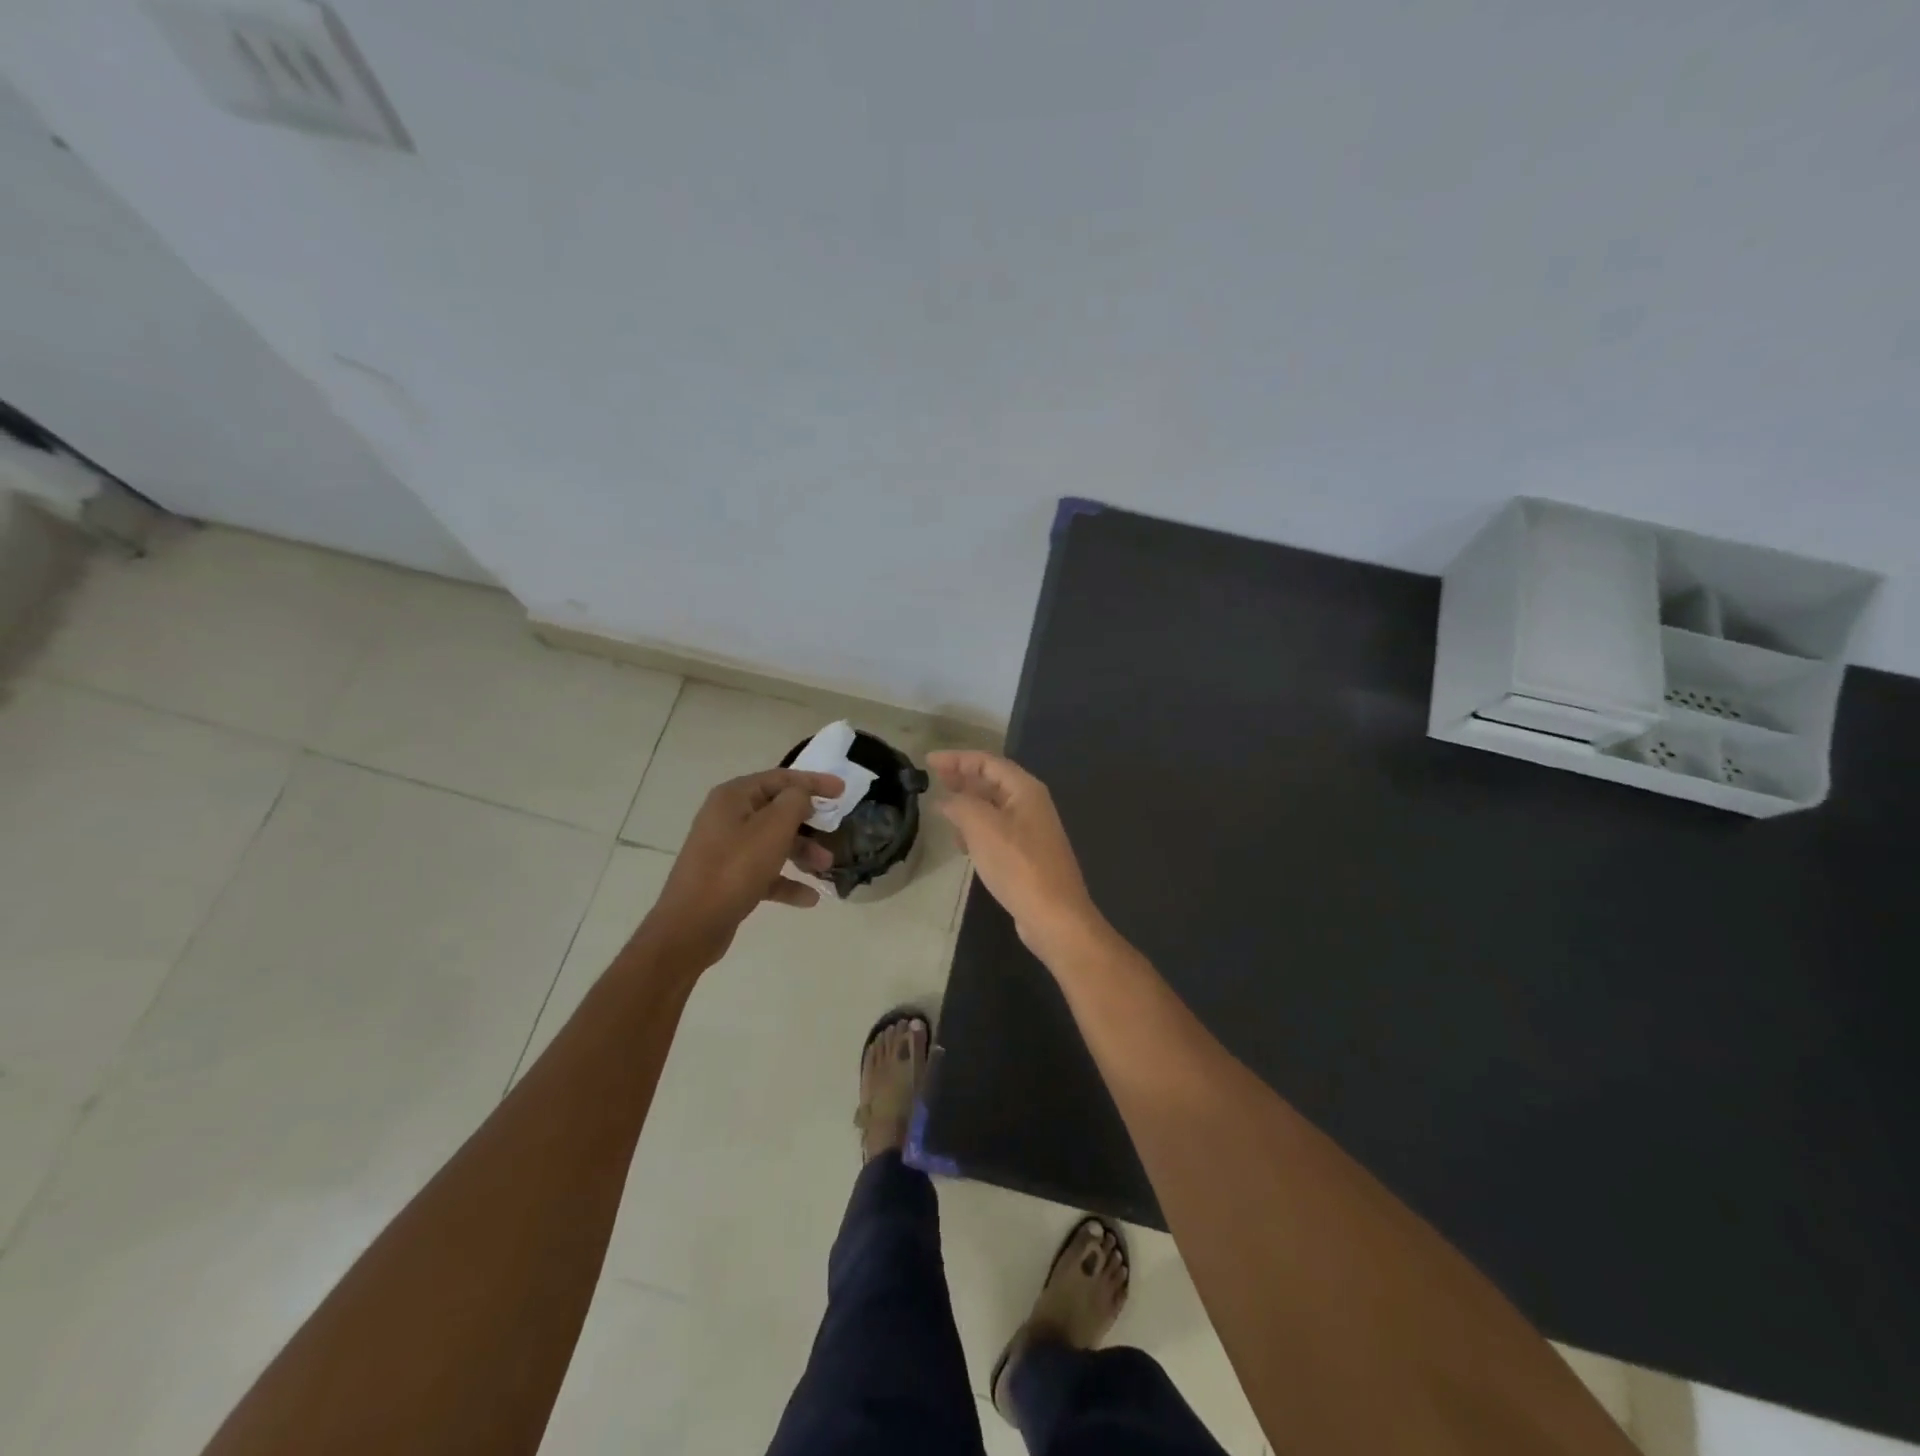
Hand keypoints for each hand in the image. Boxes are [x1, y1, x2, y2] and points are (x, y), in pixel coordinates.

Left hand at [644, 768, 842, 966]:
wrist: (691, 925)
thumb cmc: (735, 869)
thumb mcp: (773, 828)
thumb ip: (795, 802)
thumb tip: (802, 794)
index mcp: (734, 797)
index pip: (781, 778)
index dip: (814, 782)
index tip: (843, 791)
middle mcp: (727, 817)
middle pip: (777, 811)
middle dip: (809, 823)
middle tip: (835, 832)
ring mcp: (726, 849)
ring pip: (773, 843)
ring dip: (802, 852)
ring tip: (826, 868)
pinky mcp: (728, 878)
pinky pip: (765, 872)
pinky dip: (787, 881)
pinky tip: (809, 898)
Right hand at [927, 750, 1104, 960]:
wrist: (1054, 916)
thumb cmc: (1018, 865)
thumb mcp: (982, 828)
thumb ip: (960, 805)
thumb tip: (946, 800)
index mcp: (1025, 790)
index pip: (987, 762)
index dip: (957, 758)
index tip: (929, 761)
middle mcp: (1031, 804)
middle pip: (992, 781)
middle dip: (963, 778)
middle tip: (934, 779)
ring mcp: (1031, 830)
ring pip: (993, 807)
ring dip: (968, 805)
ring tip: (943, 810)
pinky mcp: (1026, 854)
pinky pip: (996, 830)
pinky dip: (977, 829)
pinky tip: (962, 843)